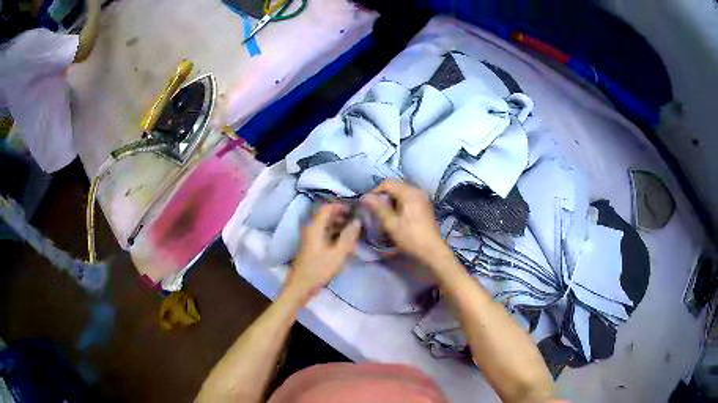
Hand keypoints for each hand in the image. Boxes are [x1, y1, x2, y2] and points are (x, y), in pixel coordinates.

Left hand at [284, 203, 360, 302]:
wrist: (300, 286)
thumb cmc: (319, 269)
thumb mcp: (338, 254)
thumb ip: (349, 236)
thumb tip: (358, 221)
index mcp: (314, 227)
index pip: (327, 207)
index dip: (341, 206)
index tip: (355, 210)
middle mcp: (310, 228)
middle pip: (326, 215)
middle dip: (341, 215)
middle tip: (357, 220)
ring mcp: (309, 237)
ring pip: (325, 224)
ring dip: (339, 225)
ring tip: (354, 231)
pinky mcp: (311, 246)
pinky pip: (323, 233)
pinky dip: (334, 233)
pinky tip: (344, 241)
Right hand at [361, 179, 449, 265]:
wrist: (432, 251)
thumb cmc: (411, 237)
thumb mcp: (391, 224)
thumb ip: (378, 208)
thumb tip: (364, 197)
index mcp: (409, 192)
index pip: (388, 183)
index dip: (375, 191)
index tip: (368, 204)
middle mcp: (418, 191)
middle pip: (395, 186)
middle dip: (383, 196)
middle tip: (374, 210)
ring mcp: (423, 198)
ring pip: (402, 193)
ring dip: (391, 201)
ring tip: (384, 214)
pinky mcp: (425, 206)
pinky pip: (409, 199)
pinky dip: (400, 204)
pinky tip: (396, 217)